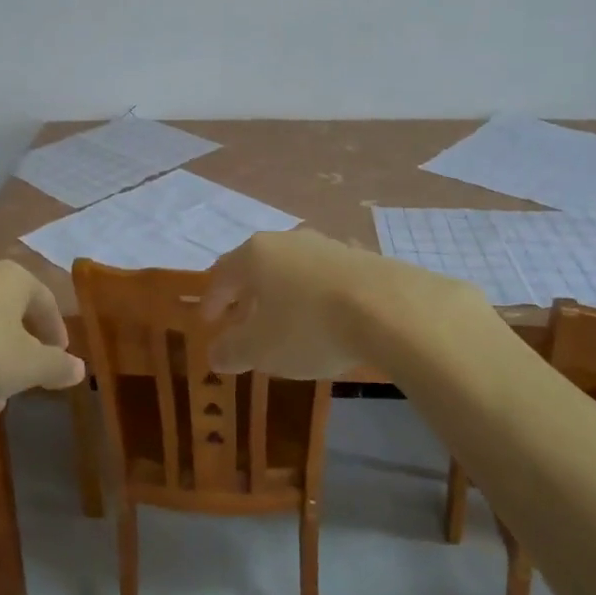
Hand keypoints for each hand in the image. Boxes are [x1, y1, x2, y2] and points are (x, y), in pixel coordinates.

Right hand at [201, 229, 383, 379]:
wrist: (387, 308)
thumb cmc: (309, 326)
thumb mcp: (261, 349)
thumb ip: (233, 350)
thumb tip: (215, 353)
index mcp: (255, 254)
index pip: (222, 273)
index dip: (212, 300)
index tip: (208, 322)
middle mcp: (287, 240)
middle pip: (257, 267)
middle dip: (247, 297)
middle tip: (242, 324)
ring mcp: (325, 245)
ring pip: (292, 270)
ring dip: (282, 295)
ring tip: (284, 323)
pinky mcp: (358, 257)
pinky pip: (323, 278)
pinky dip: (313, 296)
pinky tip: (323, 318)